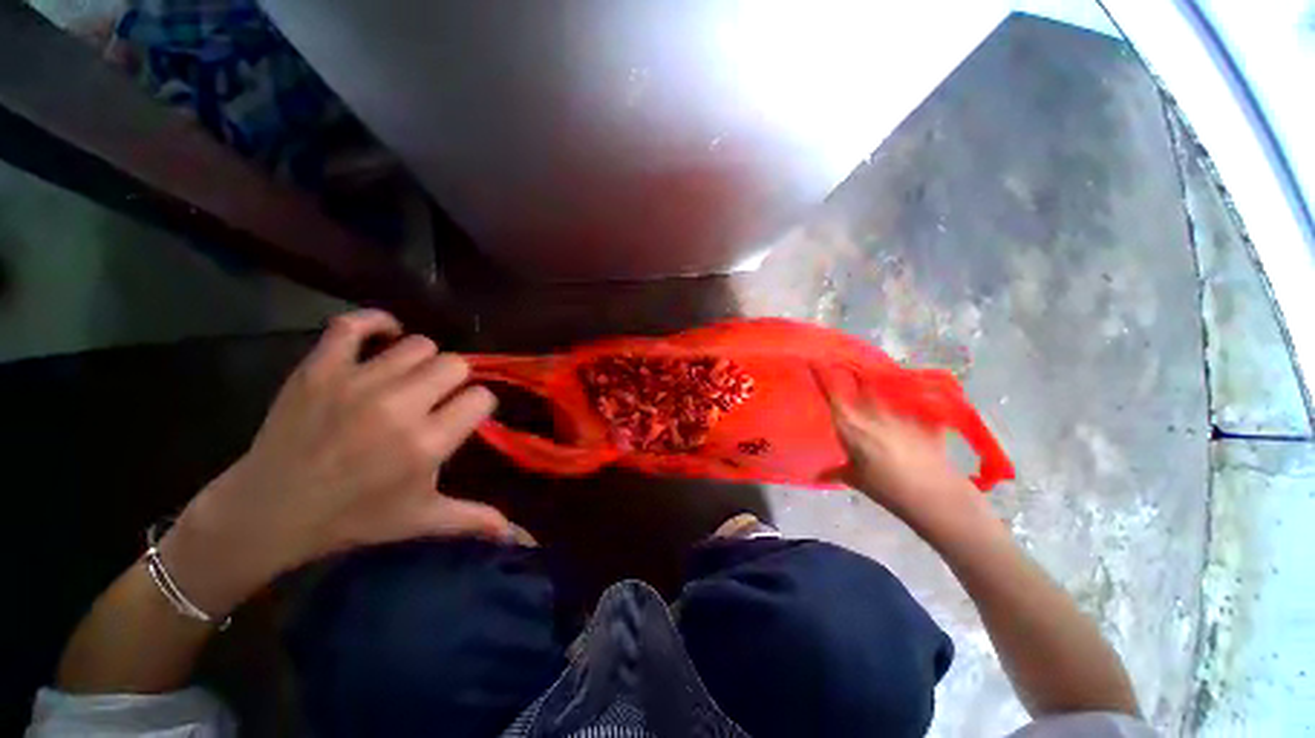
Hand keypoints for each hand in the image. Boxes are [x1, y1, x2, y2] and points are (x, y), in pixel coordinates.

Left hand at [161, 310, 508, 615]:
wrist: (268, 511)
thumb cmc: (352, 518)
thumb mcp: (420, 521)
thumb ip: (474, 520)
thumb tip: (518, 538)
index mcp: (427, 443)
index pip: (481, 398)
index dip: (477, 406)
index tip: (463, 417)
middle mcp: (399, 407)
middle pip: (455, 365)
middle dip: (455, 381)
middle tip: (436, 400)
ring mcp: (357, 383)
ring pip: (419, 345)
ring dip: (423, 361)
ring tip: (410, 380)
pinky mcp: (320, 368)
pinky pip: (355, 324)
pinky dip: (376, 323)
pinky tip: (386, 337)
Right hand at [814, 366, 985, 533]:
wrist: (935, 496)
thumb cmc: (888, 489)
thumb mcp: (857, 480)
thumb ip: (836, 471)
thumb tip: (818, 475)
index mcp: (851, 426)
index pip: (832, 394)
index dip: (822, 376)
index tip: (814, 361)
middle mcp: (873, 413)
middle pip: (860, 384)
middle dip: (852, 374)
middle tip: (846, 368)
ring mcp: (901, 413)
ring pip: (884, 390)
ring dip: (876, 385)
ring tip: (873, 384)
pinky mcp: (924, 419)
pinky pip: (910, 403)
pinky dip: (905, 401)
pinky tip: (906, 405)